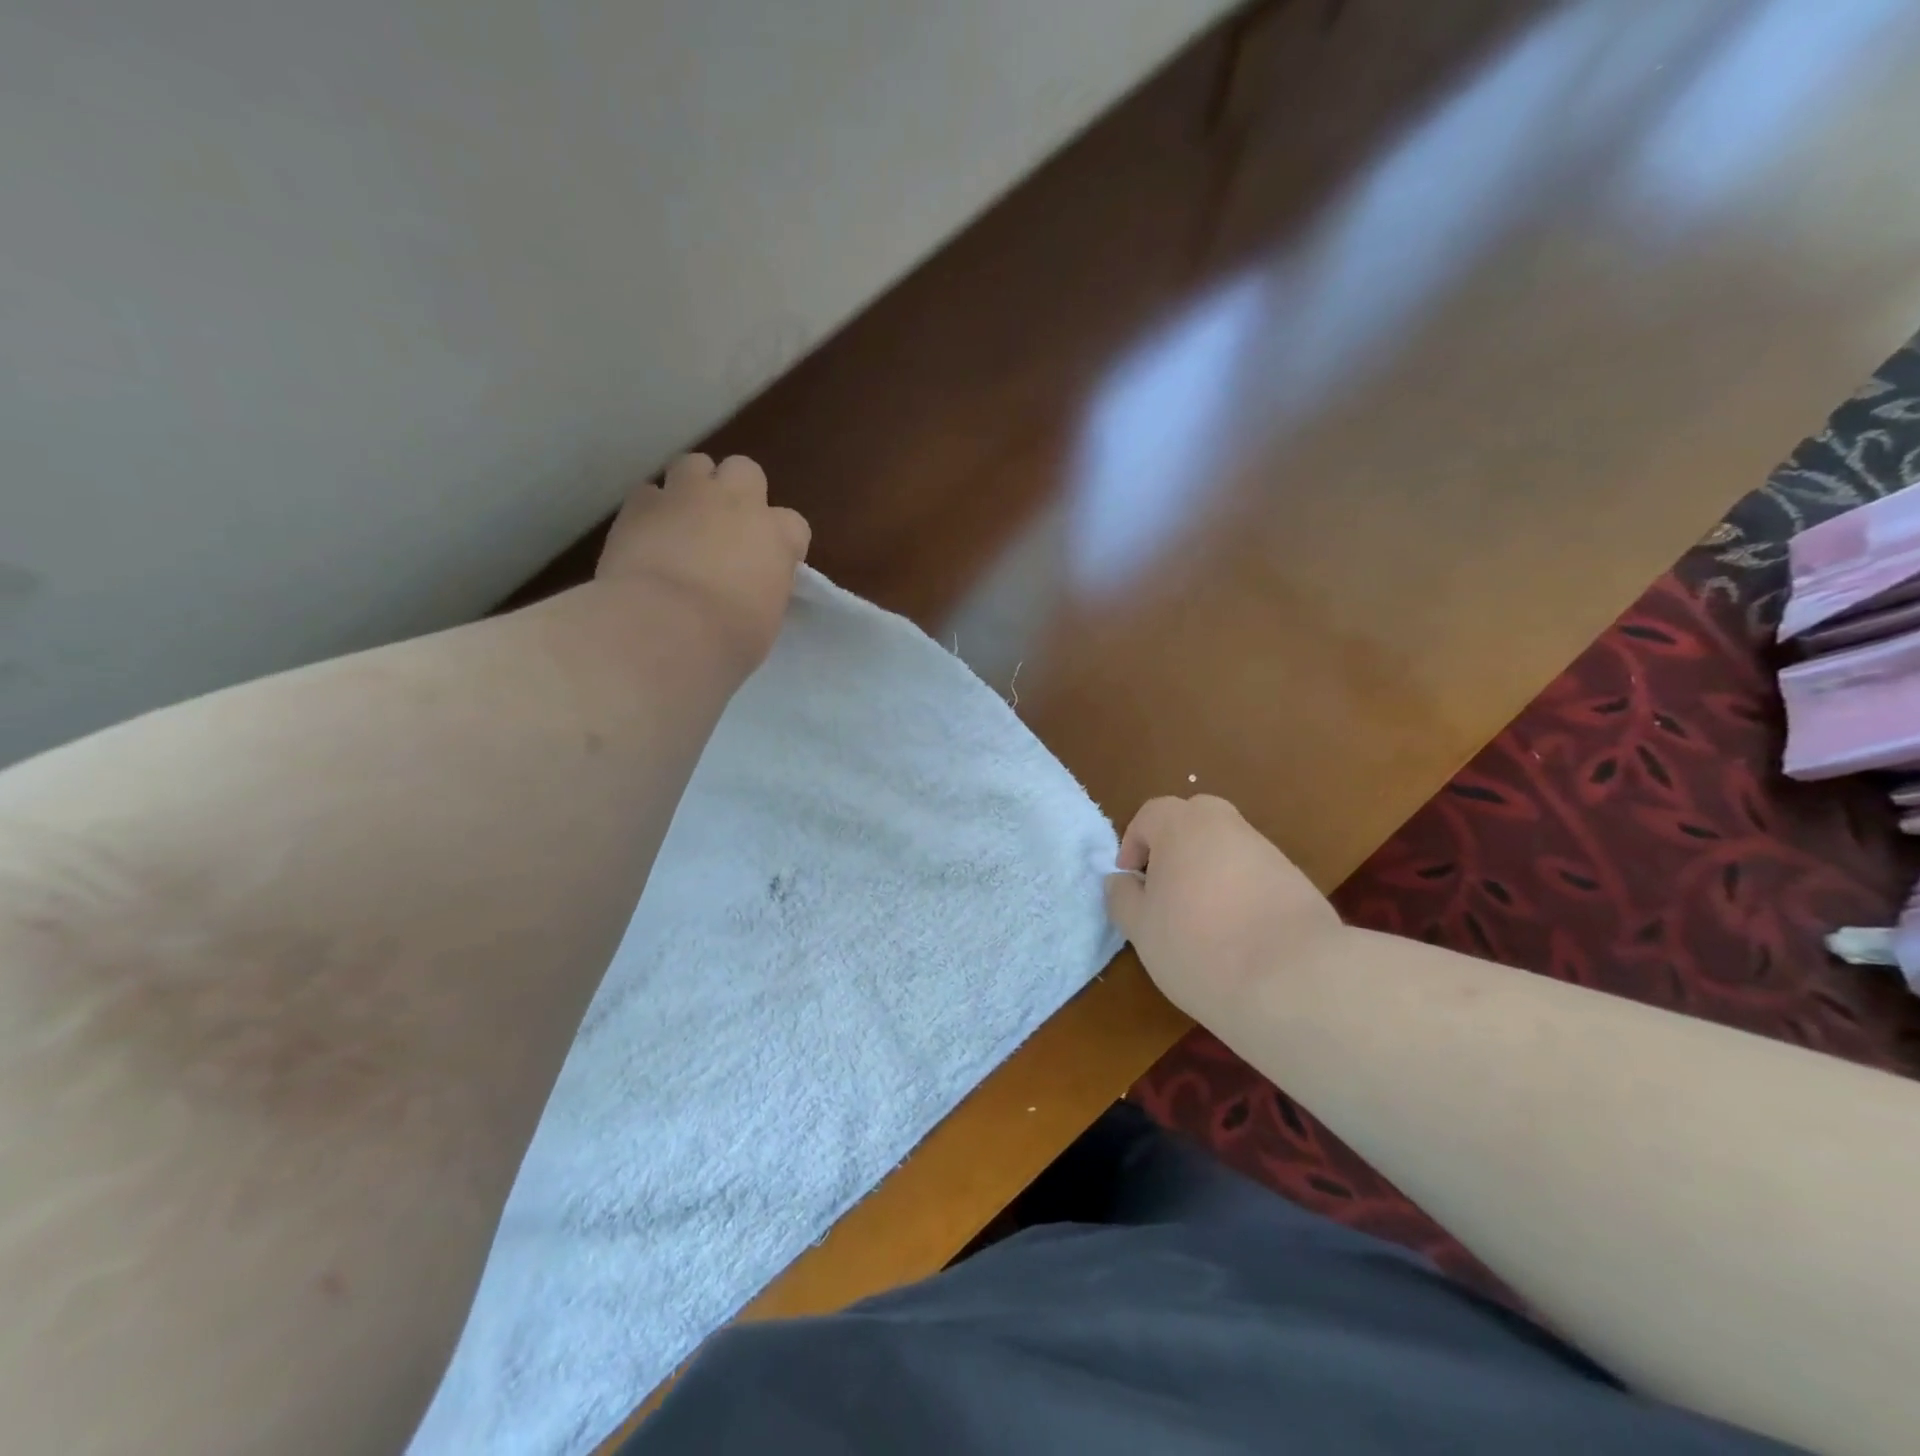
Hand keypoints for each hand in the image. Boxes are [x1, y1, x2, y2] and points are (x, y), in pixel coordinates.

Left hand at [595, 453, 810, 669]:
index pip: (794, 525)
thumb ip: (763, 588)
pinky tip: (646, 535)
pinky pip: (648, 492)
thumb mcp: (766, 619)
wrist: (665, 628)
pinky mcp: (640, 503)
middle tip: (725, 527)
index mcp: (777, 536)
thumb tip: (750, 587)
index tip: (770, 564)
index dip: (782, 542)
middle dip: (737, 492)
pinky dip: (651, 510)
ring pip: (695, 464)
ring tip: (683, 521)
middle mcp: (737, 503)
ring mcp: (687, 496)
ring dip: (693, 487)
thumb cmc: (729, 638)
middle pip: (745, 471)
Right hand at [1105, 795, 1342, 1023]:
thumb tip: (1121, 880)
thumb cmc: (1198, 946)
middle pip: (1194, 820)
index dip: (1134, 844)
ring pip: (1227, 847)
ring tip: (1202, 920)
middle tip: (1165, 889)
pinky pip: (1255, 875)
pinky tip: (1239, 934)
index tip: (1132, 882)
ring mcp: (1267, 851)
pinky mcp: (1297, 881)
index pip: (1150, 814)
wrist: (1294, 980)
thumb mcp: (1141, 929)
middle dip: (1174, 847)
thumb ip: (1123, 897)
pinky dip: (1240, 892)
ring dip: (1209, 871)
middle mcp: (1227, 826)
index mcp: (1183, 825)